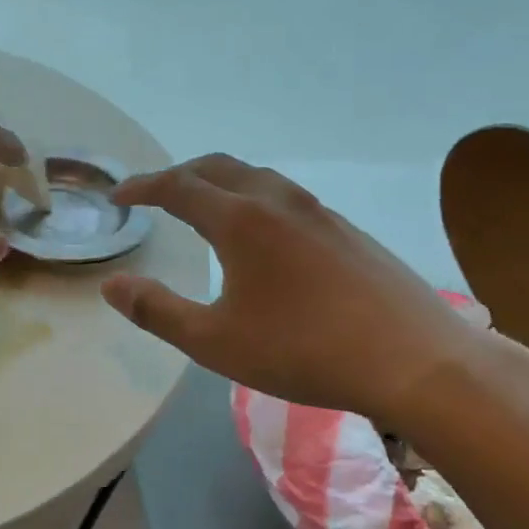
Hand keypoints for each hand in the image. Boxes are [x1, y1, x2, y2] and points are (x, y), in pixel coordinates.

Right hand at [100, 154, 496, 422]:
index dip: (142, 187)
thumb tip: (112, 286)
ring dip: (218, 181)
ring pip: (255, 176)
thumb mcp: (215, 341)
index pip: (177, 186)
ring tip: (203, 206)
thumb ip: (157, 311)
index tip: (118, 195)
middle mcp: (277, 201)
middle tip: (154, 194)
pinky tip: (262, 233)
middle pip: (217, 168)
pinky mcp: (347, 229)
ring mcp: (318, 211)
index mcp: (239, 220)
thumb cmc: (304, 350)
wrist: (417, 360)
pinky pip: (285, 195)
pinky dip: (253, 196)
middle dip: (178, 175)